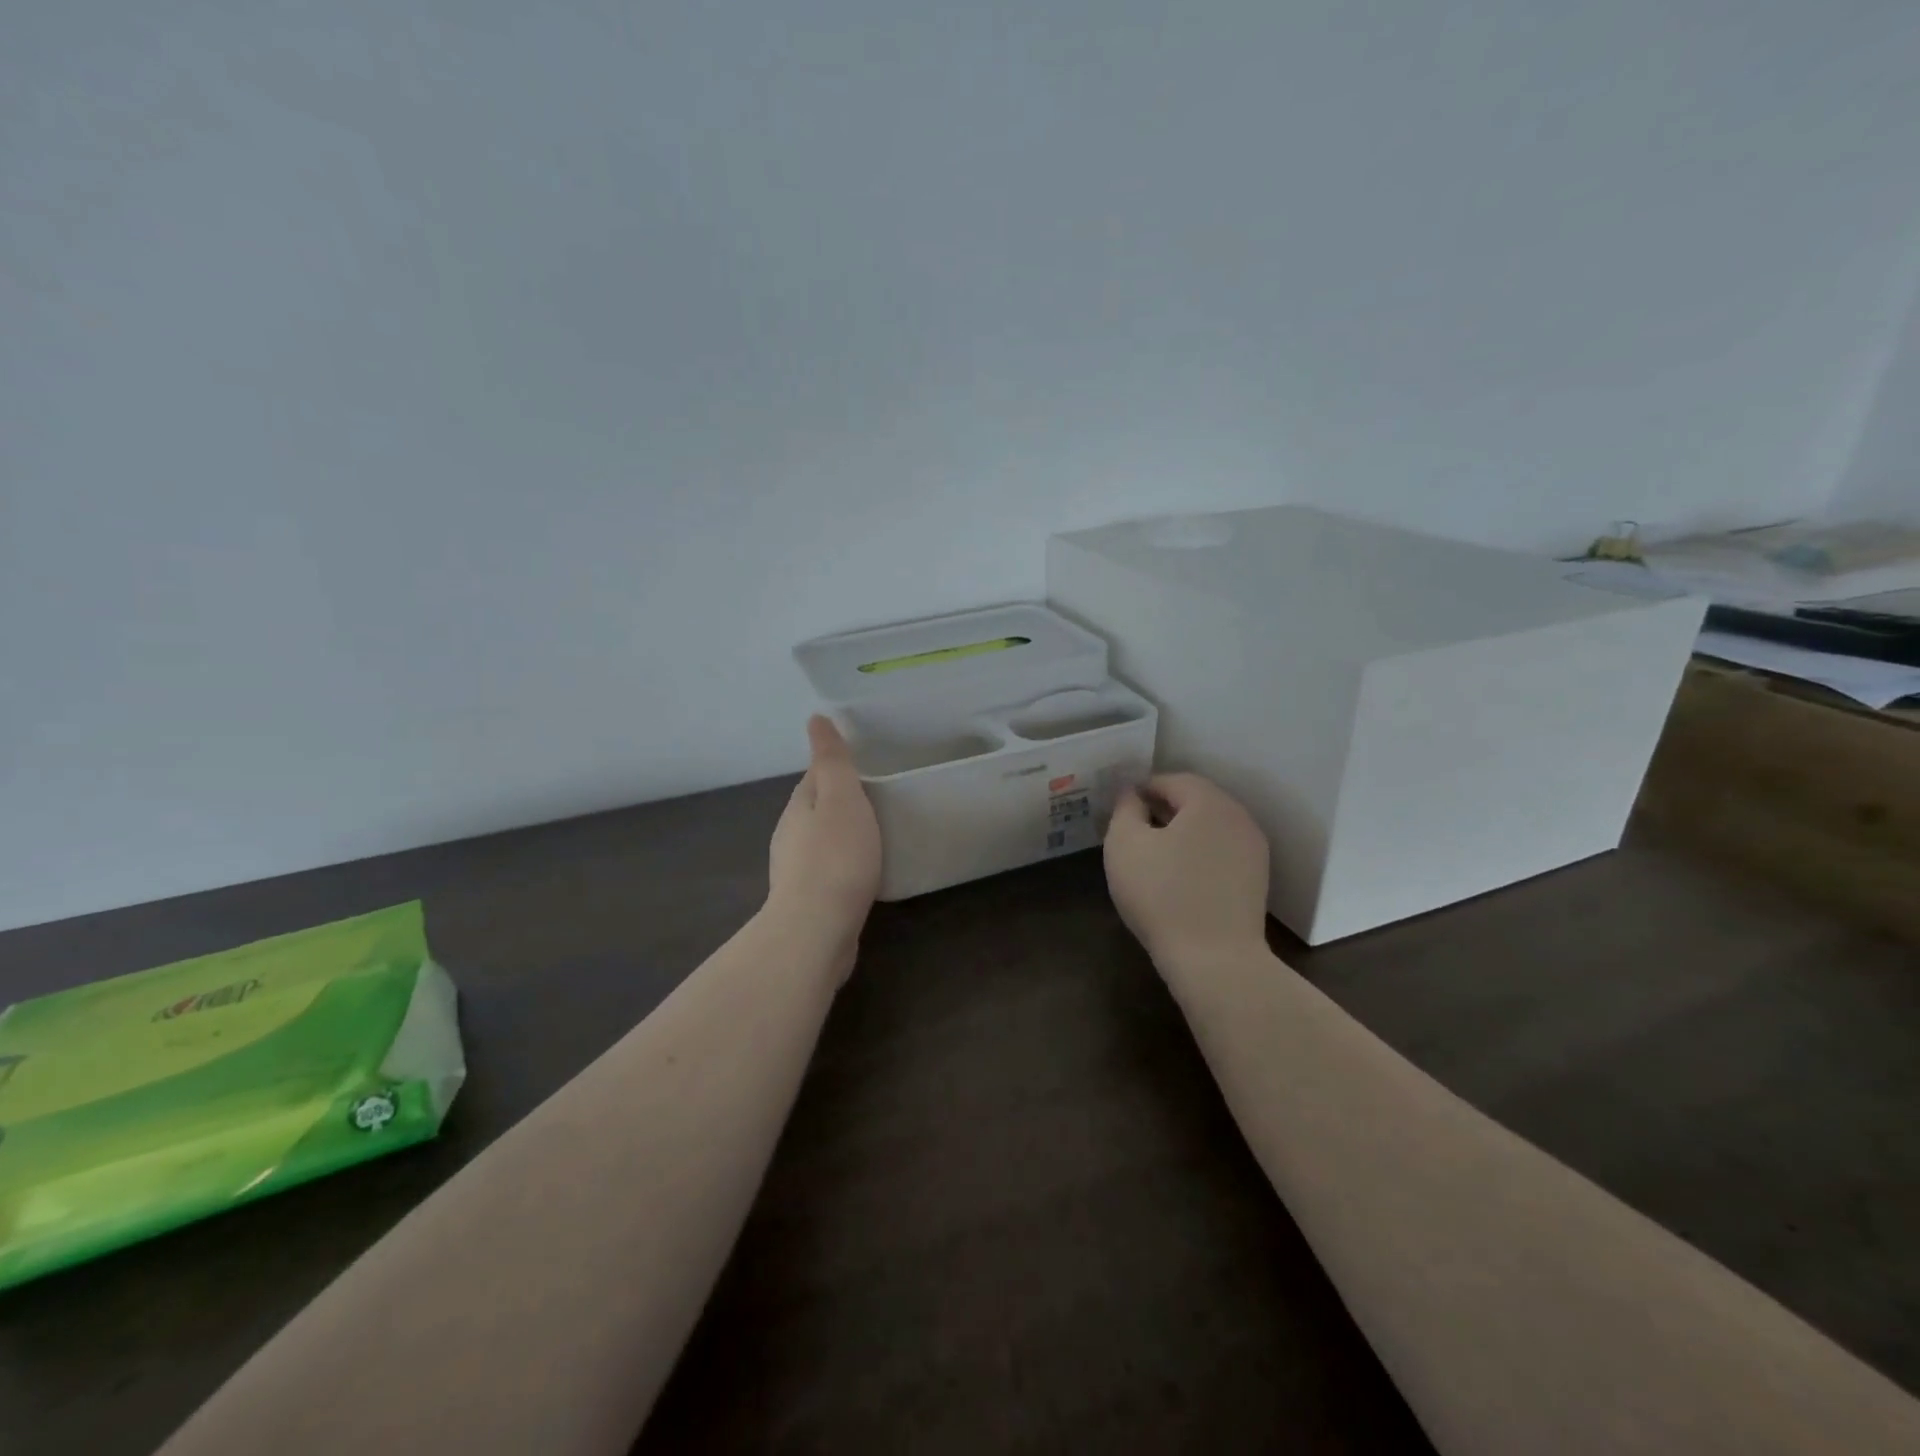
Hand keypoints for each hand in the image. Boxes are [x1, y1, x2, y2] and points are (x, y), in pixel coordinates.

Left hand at [767, 716, 883, 955]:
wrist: (816, 930)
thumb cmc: (835, 857)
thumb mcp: (840, 797)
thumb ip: (832, 760)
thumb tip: (815, 718)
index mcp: (797, 807)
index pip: (815, 777)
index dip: (838, 769)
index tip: (868, 766)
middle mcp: (790, 836)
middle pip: (817, 810)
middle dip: (842, 803)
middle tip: (880, 799)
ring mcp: (796, 872)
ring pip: (822, 842)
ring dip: (843, 835)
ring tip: (878, 835)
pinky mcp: (809, 901)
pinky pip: (829, 872)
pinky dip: (845, 865)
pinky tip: (864, 873)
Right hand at [1104, 773, 1270, 972]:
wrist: (1215, 959)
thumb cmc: (1162, 895)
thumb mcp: (1125, 845)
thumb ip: (1126, 809)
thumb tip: (1133, 795)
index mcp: (1209, 802)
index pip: (1173, 780)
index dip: (1143, 788)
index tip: (1121, 807)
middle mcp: (1238, 818)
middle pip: (1196, 801)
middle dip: (1163, 808)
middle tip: (1134, 827)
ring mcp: (1253, 850)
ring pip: (1211, 827)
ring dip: (1182, 831)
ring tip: (1153, 853)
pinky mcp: (1257, 880)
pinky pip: (1222, 851)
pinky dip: (1199, 853)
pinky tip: (1178, 876)